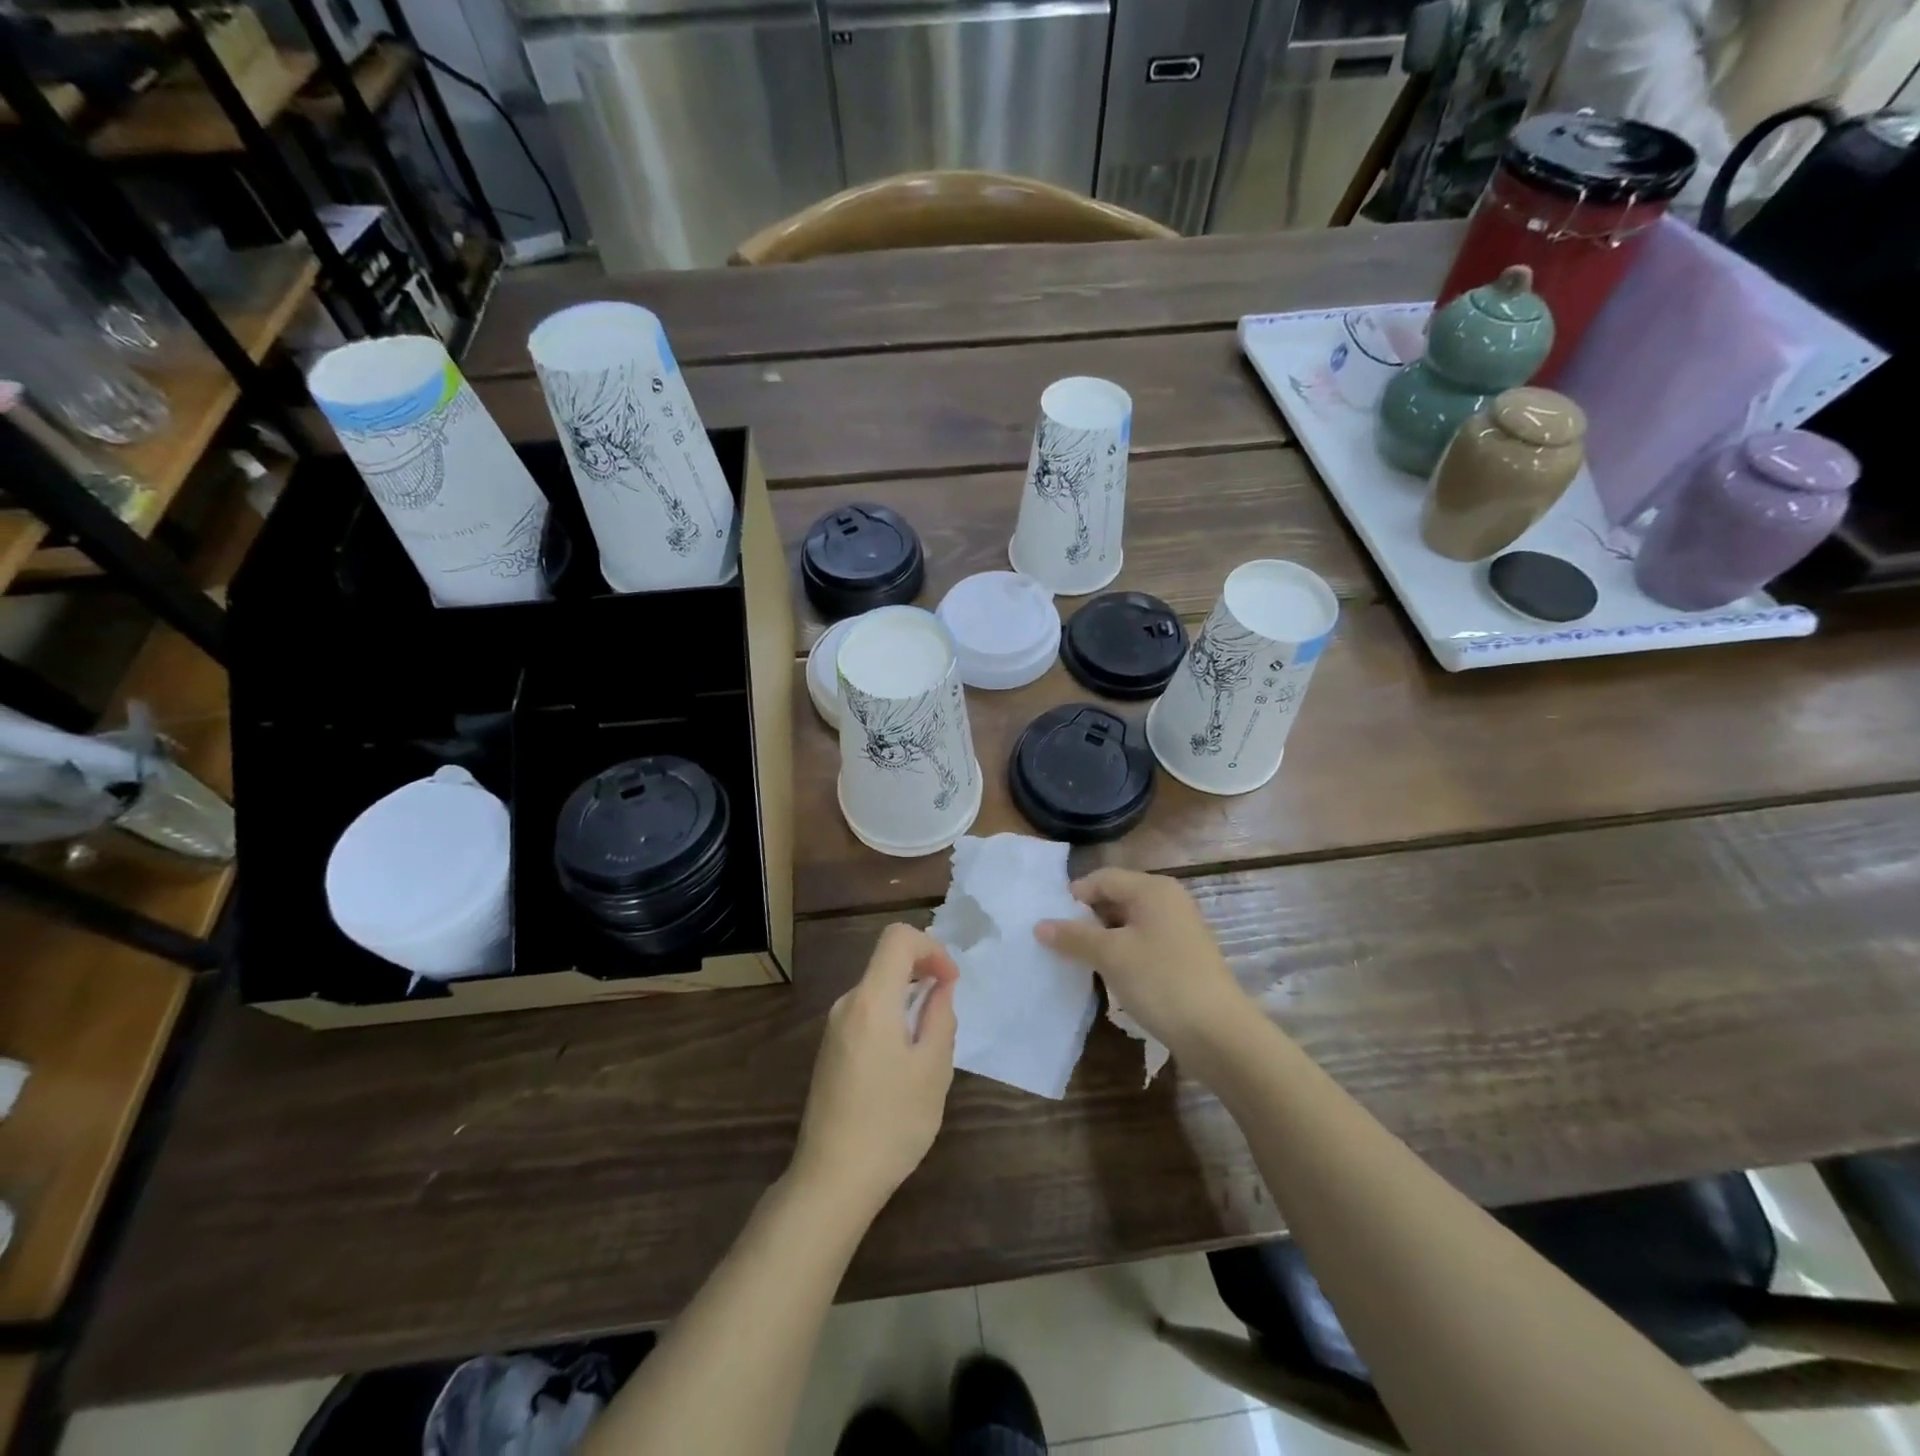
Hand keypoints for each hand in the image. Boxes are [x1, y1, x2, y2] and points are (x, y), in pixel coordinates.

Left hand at [793, 923, 957, 1217]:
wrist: (832, 1180)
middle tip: (947, 1018)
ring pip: (878, 991)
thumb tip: (941, 986)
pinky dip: (892, 1020)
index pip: (898, 938)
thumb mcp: (933, 1069)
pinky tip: (904, 1067)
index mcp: (871, 1000)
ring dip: (909, 1002)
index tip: (951, 982)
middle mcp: (847, 1004)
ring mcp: (833, 1028)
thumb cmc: (892, 1123)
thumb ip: (940, 1016)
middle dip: (924, 976)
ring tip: (929, 1049)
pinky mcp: (830, 1051)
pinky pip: (867, 1015)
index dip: (931, 948)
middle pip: (887, 963)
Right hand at [1036, 868, 1245, 1057]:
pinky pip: (1143, 944)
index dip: (1074, 897)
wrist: (1219, 1034)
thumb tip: (1039, 925)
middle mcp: (1168, 901)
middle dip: (1087, 919)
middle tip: (1061, 944)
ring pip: (1128, 924)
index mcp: (1153, 889)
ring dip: (1103, 939)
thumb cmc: (1161, 981)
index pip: (1102, 878)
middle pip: (1116, 898)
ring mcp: (1179, 930)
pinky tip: (1110, 977)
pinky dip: (1123, 954)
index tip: (1051, 923)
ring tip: (1080, 962)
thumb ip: (1073, 937)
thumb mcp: (1111, 956)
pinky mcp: (1183, 957)